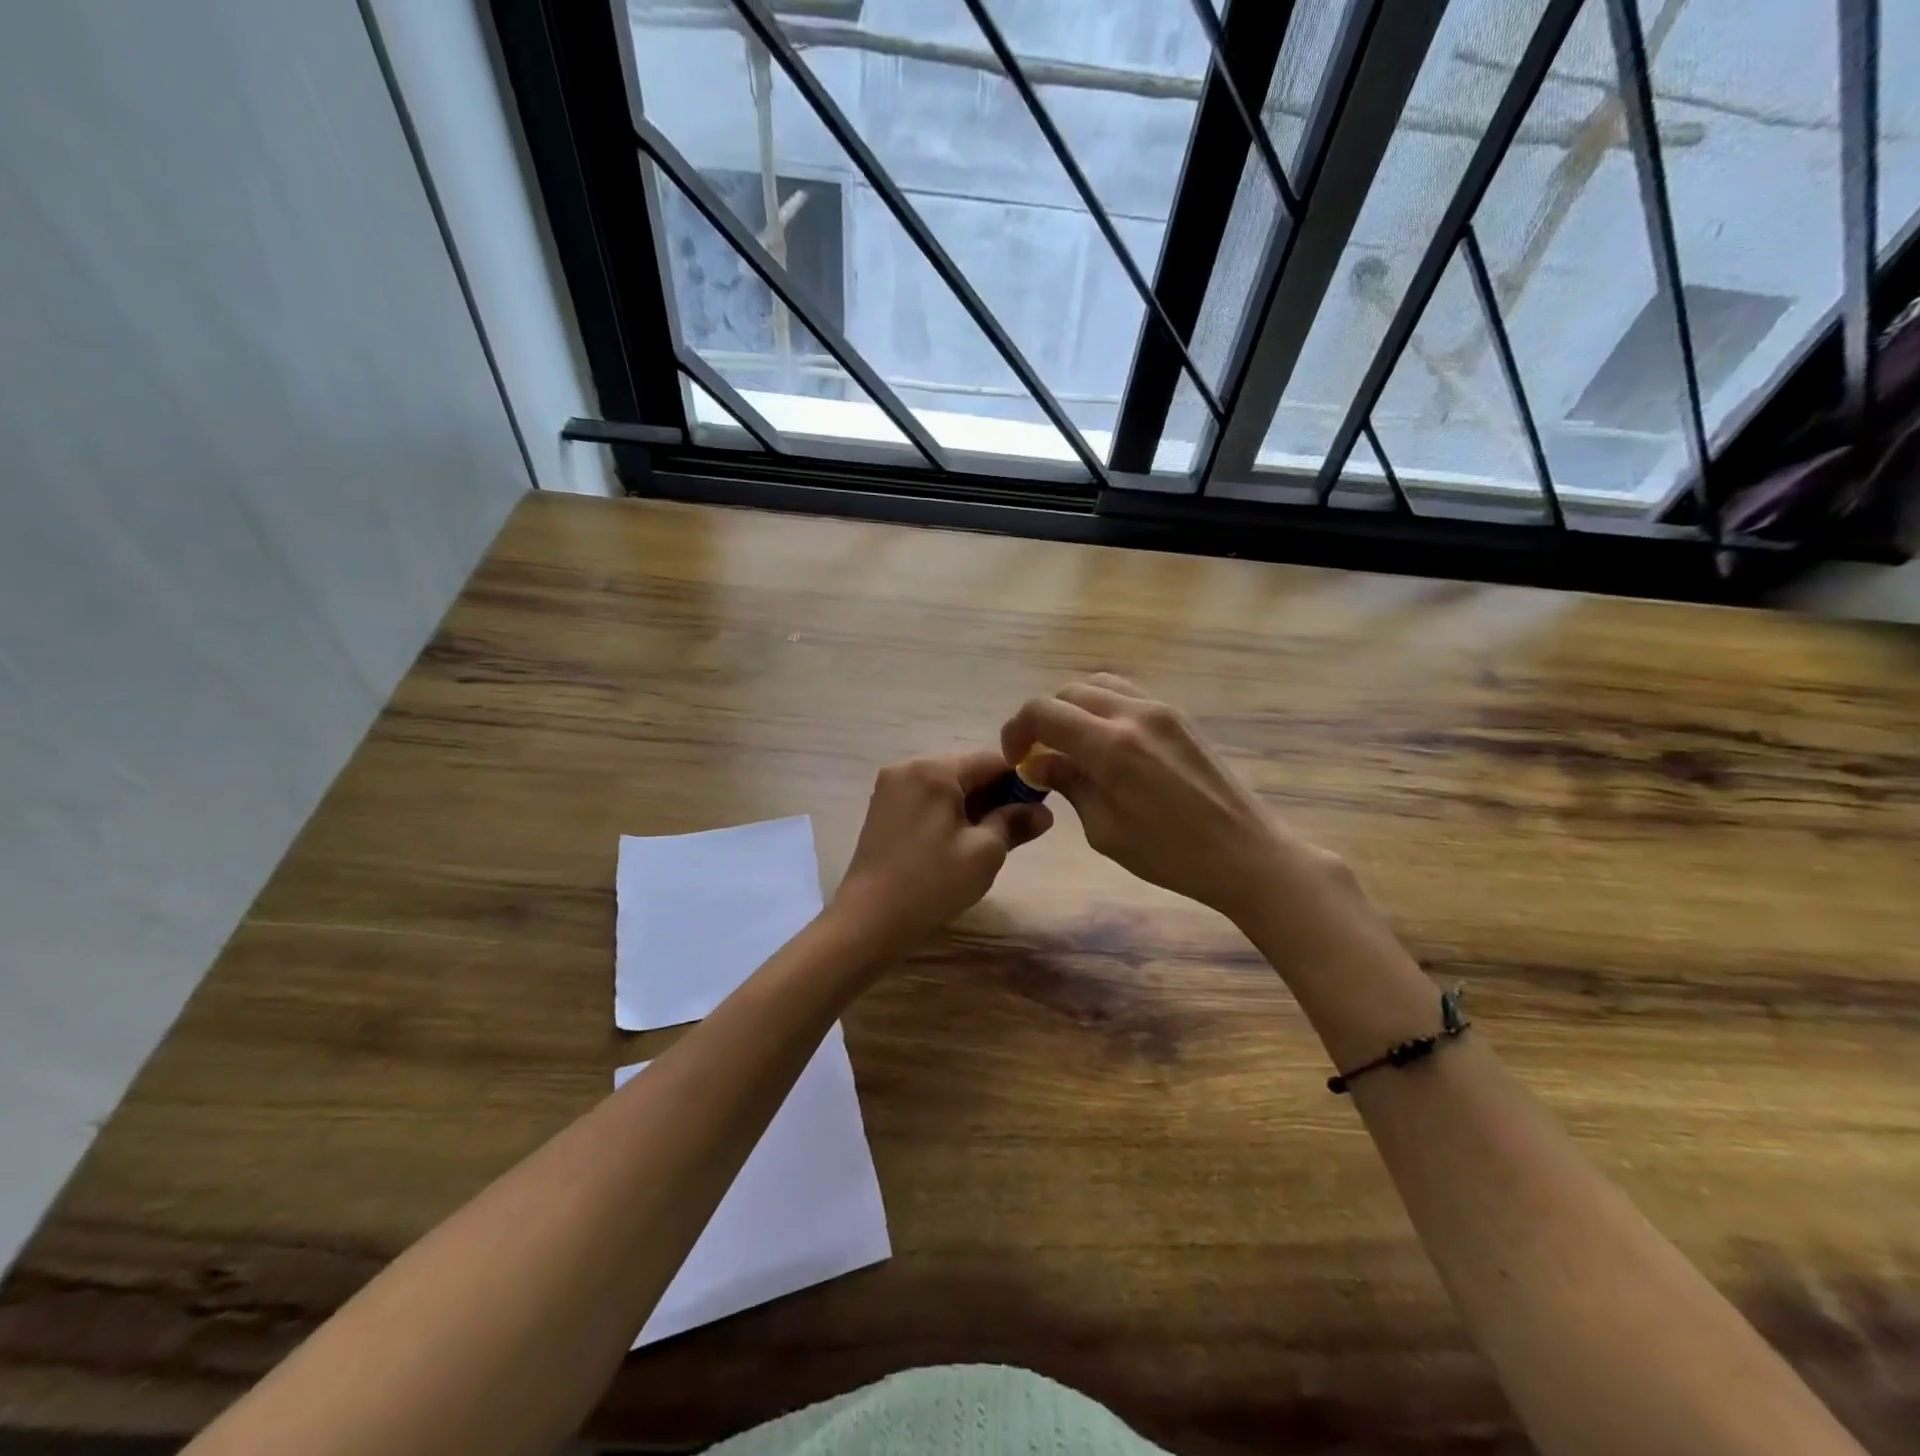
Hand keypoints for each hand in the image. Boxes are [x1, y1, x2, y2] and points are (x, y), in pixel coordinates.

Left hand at [832, 749, 1052, 952]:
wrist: (868, 920)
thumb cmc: (932, 883)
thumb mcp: (984, 853)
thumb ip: (1015, 823)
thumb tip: (1043, 812)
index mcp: (934, 769)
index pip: (991, 760)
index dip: (1020, 782)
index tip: (1037, 810)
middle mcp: (908, 767)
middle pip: (966, 770)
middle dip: (994, 795)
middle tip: (1016, 830)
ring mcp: (890, 787)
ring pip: (946, 786)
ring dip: (971, 806)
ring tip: (987, 841)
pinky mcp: (881, 808)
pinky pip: (925, 799)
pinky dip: (947, 813)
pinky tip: (956, 843)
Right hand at [1002, 674, 1325, 921]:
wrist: (1246, 852)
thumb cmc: (1171, 855)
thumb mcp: (1105, 830)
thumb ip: (1069, 785)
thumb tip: (1040, 764)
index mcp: (1109, 746)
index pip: (1043, 711)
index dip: (1017, 730)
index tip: (1016, 759)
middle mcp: (1133, 714)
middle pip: (1068, 692)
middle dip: (1044, 718)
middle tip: (1040, 755)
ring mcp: (1160, 709)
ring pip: (1099, 684)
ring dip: (1074, 708)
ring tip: (1072, 745)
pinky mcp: (1179, 715)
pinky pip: (1127, 694)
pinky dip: (1103, 707)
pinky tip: (1106, 743)